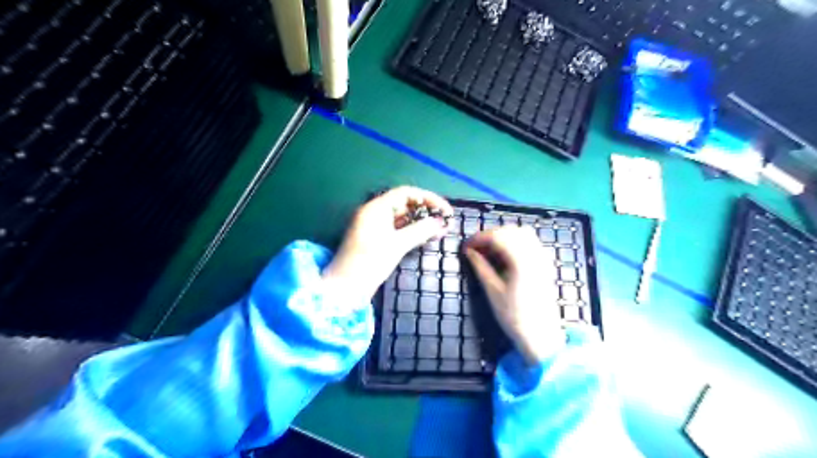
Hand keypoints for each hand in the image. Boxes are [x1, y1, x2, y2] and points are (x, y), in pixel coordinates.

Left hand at [324, 186, 452, 299]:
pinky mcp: (376, 239)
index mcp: (376, 208)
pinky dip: (412, 231)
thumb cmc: (369, 263)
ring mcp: (374, 226)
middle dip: (426, 210)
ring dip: (421, 222)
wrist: (345, 289)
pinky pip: (397, 229)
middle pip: (405, 203)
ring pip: (402, 217)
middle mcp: (374, 212)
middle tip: (445, 222)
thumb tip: (440, 222)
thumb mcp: (397, 245)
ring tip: (440, 230)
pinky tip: (426, 237)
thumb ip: (420, 231)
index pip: (406, 193)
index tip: (446, 210)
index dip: (429, 198)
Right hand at [462, 227, 565, 366]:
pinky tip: (504, 253)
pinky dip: (515, 241)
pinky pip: (531, 242)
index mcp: (521, 261)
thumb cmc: (514, 316)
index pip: (498, 237)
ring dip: (503, 236)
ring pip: (522, 234)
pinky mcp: (545, 264)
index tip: (466, 246)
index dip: (479, 238)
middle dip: (490, 234)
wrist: (541, 336)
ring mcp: (543, 258)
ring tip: (487, 249)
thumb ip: (481, 267)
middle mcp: (535, 254)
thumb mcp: (493, 291)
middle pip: (511, 231)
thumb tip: (469, 251)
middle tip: (475, 246)